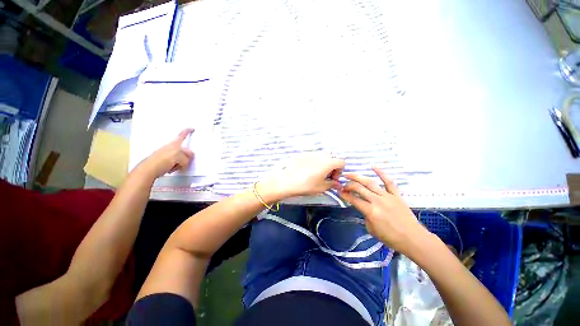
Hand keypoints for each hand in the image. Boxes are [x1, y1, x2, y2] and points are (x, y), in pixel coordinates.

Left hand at [137, 129, 194, 179]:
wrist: (149, 169)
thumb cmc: (165, 161)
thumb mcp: (181, 158)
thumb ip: (187, 156)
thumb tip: (188, 156)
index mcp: (175, 144)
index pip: (182, 135)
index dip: (187, 132)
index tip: (192, 128)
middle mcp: (170, 147)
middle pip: (183, 149)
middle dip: (186, 155)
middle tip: (185, 162)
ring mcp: (165, 153)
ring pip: (179, 156)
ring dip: (180, 162)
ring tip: (177, 167)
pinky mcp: (162, 160)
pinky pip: (173, 161)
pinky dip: (175, 165)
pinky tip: (171, 169)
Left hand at [258, 153, 344, 200]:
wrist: (286, 180)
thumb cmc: (306, 185)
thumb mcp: (321, 187)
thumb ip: (332, 184)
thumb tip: (338, 184)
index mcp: (329, 162)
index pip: (341, 162)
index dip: (339, 171)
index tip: (332, 179)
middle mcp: (321, 155)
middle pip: (332, 158)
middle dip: (332, 167)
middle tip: (325, 176)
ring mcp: (311, 153)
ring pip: (322, 156)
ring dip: (323, 163)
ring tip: (316, 173)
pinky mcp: (302, 154)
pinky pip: (312, 156)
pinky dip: (314, 162)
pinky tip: (306, 170)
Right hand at [338, 166, 429, 253]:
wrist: (413, 239)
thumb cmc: (391, 238)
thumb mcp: (371, 229)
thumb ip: (365, 216)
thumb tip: (363, 207)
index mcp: (370, 211)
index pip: (353, 199)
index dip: (344, 195)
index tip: (339, 191)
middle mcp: (377, 201)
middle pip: (359, 188)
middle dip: (348, 185)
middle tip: (342, 184)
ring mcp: (387, 196)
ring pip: (370, 183)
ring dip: (358, 177)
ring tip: (349, 174)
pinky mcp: (396, 195)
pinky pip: (388, 182)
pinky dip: (381, 173)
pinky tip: (373, 166)